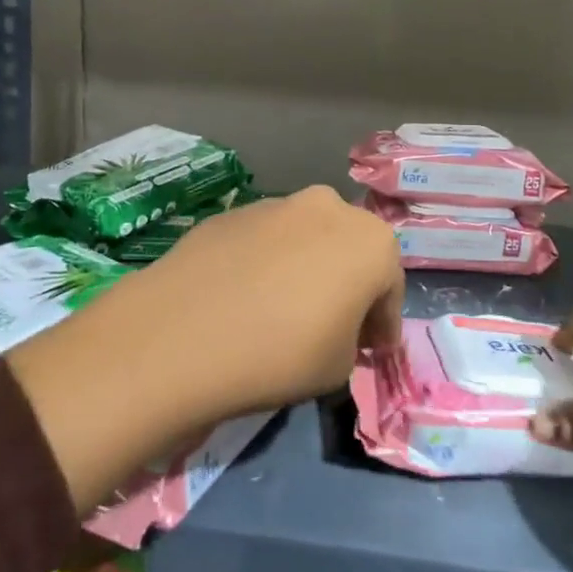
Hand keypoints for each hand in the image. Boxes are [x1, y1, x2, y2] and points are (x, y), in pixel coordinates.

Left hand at [116, 185, 404, 416]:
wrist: (182, 333)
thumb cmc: (281, 353)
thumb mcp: (339, 367)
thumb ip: (351, 340)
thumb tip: (336, 329)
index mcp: (371, 241)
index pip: (390, 288)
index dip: (383, 324)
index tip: (372, 352)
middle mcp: (329, 208)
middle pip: (350, 251)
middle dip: (349, 285)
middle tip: (333, 325)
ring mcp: (277, 204)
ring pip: (307, 240)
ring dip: (307, 268)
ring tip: (283, 310)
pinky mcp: (232, 212)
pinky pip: (265, 242)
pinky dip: (266, 264)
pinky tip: (244, 298)